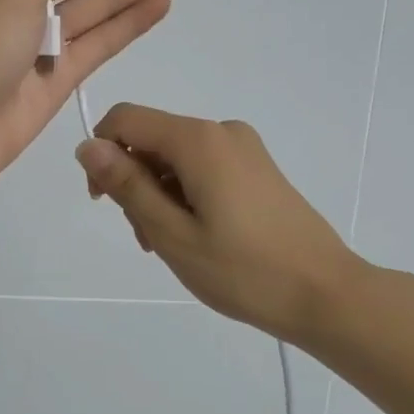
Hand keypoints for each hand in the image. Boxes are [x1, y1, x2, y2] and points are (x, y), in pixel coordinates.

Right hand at [73, 104, 364, 345]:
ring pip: (177, 159)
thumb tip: (87, 145)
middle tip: (147, 240)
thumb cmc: (243, 270)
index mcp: (198, 140)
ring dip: (160, 195)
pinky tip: (197, 238)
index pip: (126, 119)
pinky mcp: (258, 169)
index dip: (102, 154)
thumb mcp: (172, 233)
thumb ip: (127, 185)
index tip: (104, 203)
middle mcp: (222, 131)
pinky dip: (187, 196)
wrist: (325, 294)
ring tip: (173, 247)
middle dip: (135, 182)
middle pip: (153, 140)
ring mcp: (245, 149)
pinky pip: (204, 169)